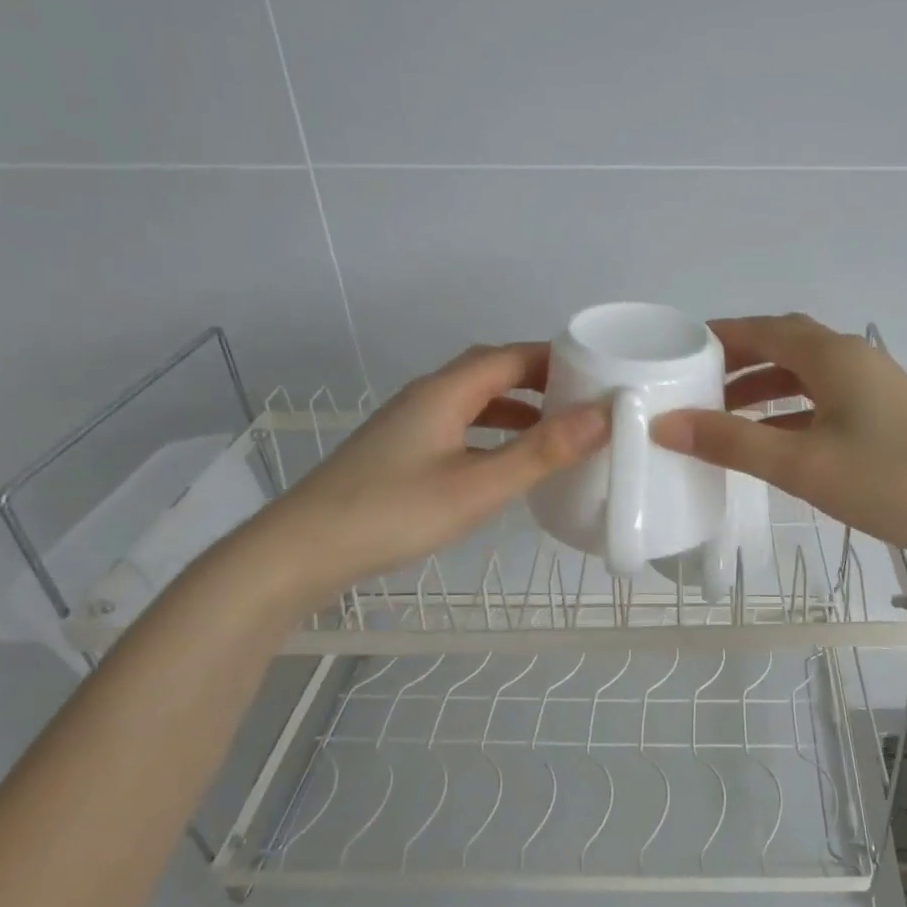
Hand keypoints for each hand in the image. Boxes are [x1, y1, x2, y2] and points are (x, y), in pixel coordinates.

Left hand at [271, 343, 605, 594]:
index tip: (601, 372)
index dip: (557, 358)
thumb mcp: (479, 486)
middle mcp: (427, 397)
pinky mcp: (401, 453)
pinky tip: (505, 462)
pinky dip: (493, 432)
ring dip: (517, 407)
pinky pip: (460, 426)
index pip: (511, 355)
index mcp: (446, 391)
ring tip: (557, 430)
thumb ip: (541, 451)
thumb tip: (603, 415)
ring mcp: (410, 425)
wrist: (302, 551)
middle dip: (541, 380)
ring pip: (474, 401)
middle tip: (585, 400)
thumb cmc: (394, 513)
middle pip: (491, 371)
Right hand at [652, 314, 906, 567]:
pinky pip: (822, 399)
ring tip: (721, 416)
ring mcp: (872, 385)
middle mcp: (852, 357)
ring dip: (762, 388)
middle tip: (693, 387)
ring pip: (803, 375)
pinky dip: (789, 410)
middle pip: (782, 346)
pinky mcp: (882, 414)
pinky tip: (770, 439)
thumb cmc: (887, 482)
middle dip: (736, 363)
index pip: (761, 329)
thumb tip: (665, 424)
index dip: (717, 337)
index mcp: (832, 355)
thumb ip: (732, 442)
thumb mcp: (800, 464)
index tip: (676, 354)